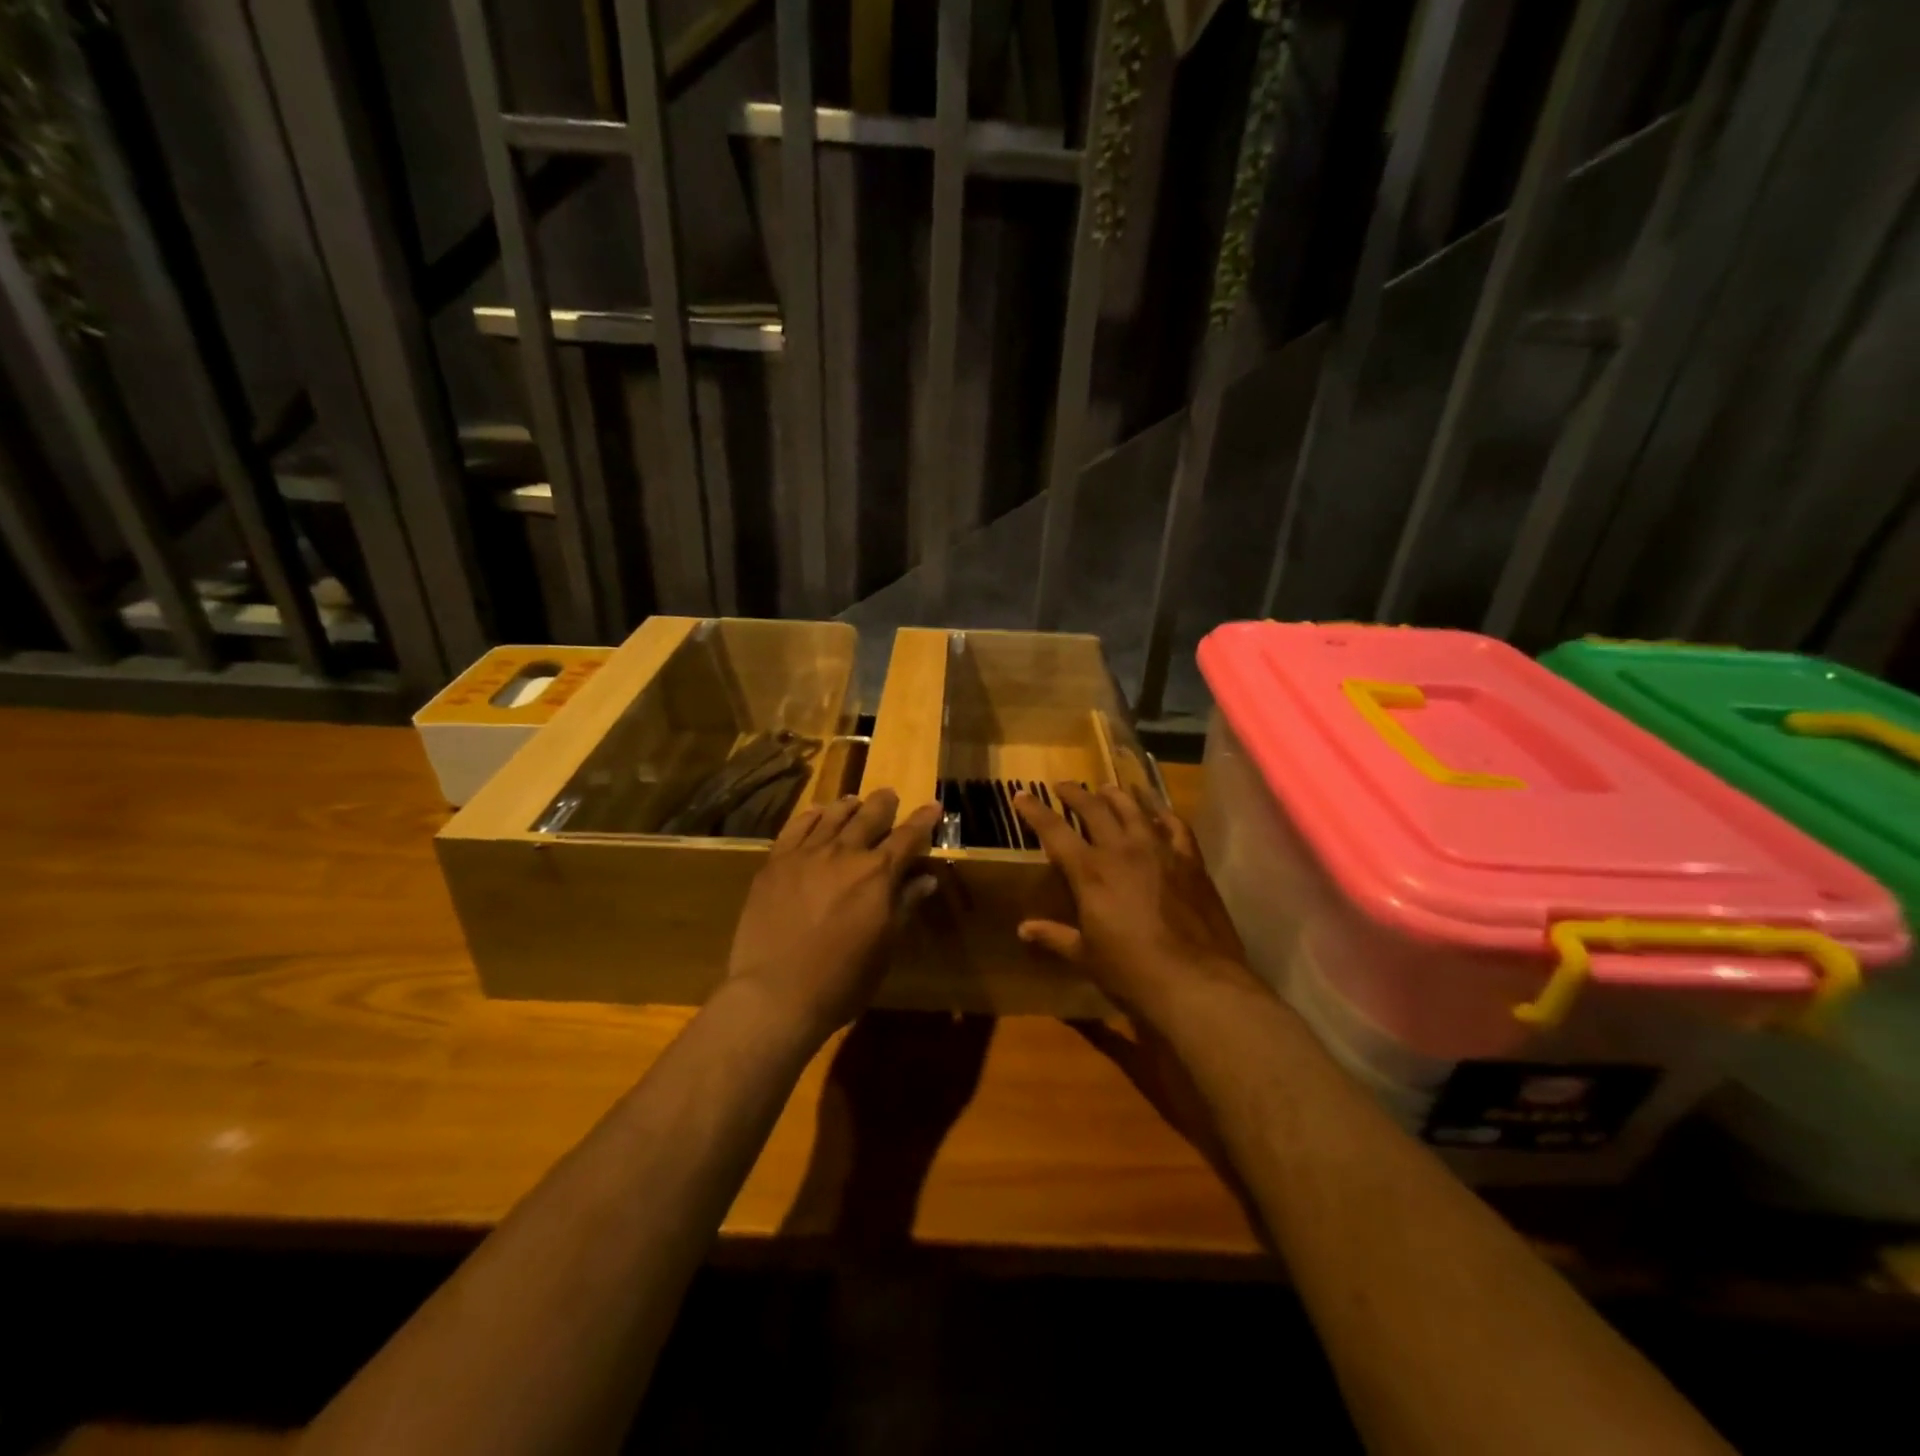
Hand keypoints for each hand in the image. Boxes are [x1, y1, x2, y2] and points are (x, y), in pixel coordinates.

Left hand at [727, 789, 941, 1042]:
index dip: (923, 820)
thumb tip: (925, 879)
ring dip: (848, 806)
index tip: (933, 806)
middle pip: (869, 817)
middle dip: (883, 804)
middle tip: (889, 795)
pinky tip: (816, 814)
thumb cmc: (841, 980)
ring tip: (854, 801)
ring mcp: (806, 854)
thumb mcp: (885, 947)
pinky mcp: (775, 863)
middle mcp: (845, 854)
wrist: (775, 994)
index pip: (908, 837)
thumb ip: (904, 906)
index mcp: (878, 874)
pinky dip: (811, 816)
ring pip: (832, 816)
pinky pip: (796, 827)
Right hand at [1013, 784, 1258, 1023]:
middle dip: (1074, 794)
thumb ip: (1055, 937)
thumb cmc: (1132, 973)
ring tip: (1106, 788)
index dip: (1034, 811)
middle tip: (1062, 786)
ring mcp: (1160, 851)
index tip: (1021, 794)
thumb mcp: (1086, 957)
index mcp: (1090, 872)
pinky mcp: (1191, 861)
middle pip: (1093, 809)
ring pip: (1134, 808)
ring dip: (1116, 795)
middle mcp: (1122, 850)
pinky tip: (1158, 810)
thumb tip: (1024, 930)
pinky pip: (1176, 825)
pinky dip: (1163, 812)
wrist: (1196, 981)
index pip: (1054, 831)